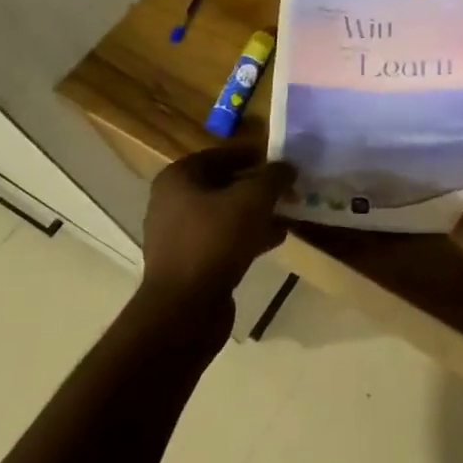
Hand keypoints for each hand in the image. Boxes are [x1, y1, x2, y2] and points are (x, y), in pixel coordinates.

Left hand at [141, 147, 295, 304]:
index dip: (255, 156)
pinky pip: (223, 239)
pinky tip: (276, 239)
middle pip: (225, 184)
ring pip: (226, 214)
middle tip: (289, 189)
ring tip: (289, 213)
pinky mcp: (189, 262)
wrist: (185, 308)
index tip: (283, 162)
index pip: (222, 154)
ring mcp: (179, 234)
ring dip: (257, 213)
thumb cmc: (215, 240)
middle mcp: (172, 201)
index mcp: (179, 177)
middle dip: (259, 187)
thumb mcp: (253, 199)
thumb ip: (273, 177)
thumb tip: (288, 167)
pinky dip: (248, 235)